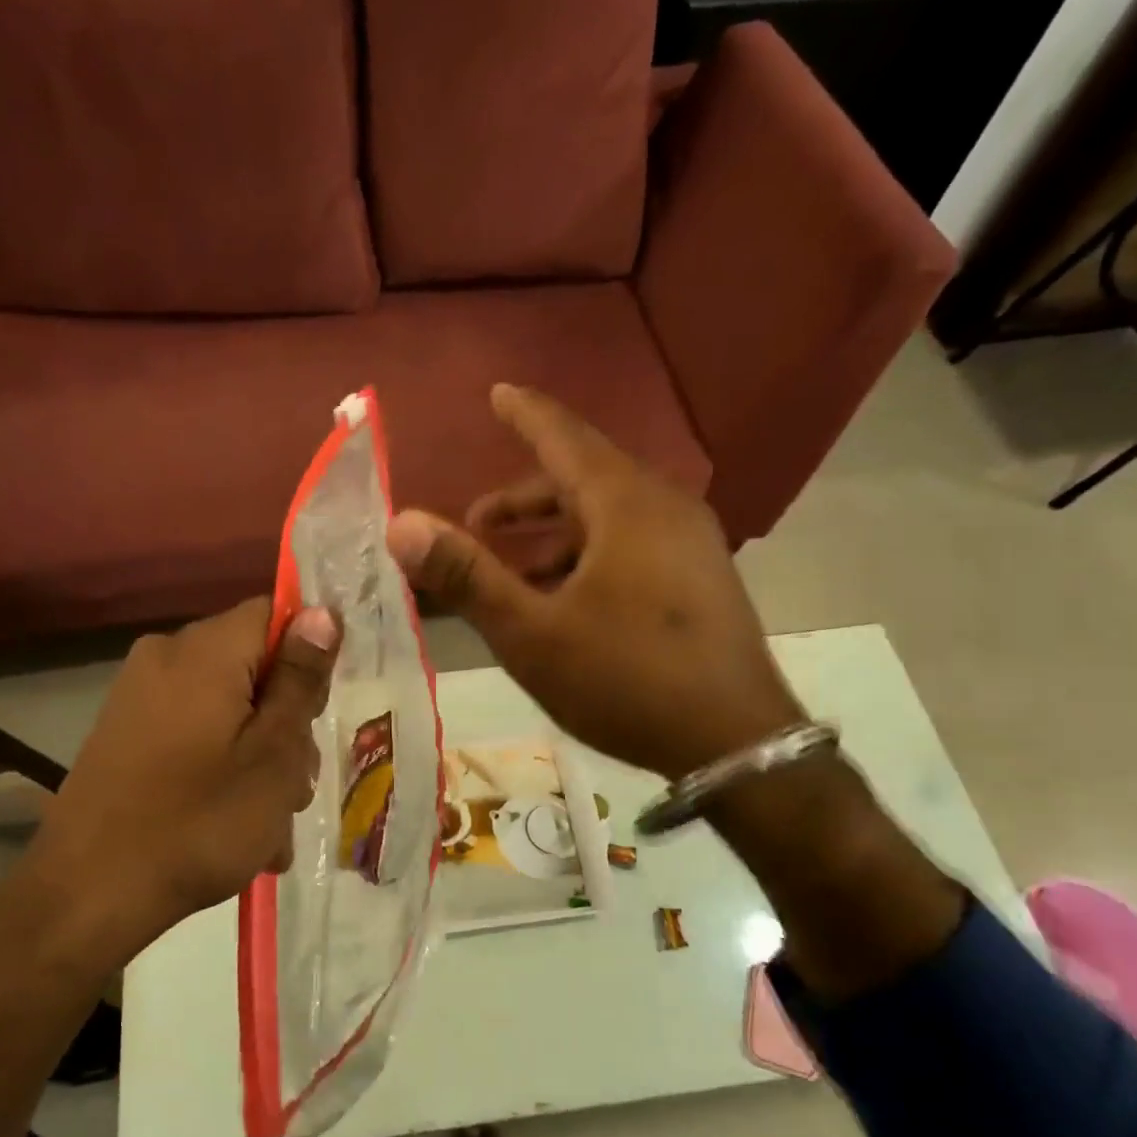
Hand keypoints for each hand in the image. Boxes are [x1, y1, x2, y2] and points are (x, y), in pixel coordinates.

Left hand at [23, 598, 340, 957]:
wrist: (86, 897)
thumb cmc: (199, 821)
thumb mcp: (272, 753)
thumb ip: (300, 679)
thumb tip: (322, 613)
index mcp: (204, 650)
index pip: (276, 613)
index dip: (308, 657)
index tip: (316, 715)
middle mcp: (166, 657)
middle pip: (253, 666)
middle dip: (285, 721)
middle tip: (295, 786)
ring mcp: (139, 696)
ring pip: (229, 707)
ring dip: (259, 756)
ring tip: (269, 826)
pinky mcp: (125, 733)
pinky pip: (195, 732)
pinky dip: (222, 767)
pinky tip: (236, 827)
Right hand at [387, 383, 801, 781]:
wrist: (734, 744)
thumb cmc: (626, 680)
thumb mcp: (532, 633)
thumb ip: (467, 575)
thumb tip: (401, 524)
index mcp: (626, 504)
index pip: (565, 437)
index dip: (525, 414)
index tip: (497, 392)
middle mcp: (664, 508)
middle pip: (583, 480)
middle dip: (523, 498)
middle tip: (474, 523)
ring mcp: (690, 544)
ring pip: (607, 517)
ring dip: (552, 535)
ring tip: (509, 571)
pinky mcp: (699, 579)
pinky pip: (631, 545)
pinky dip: (586, 556)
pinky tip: (562, 600)